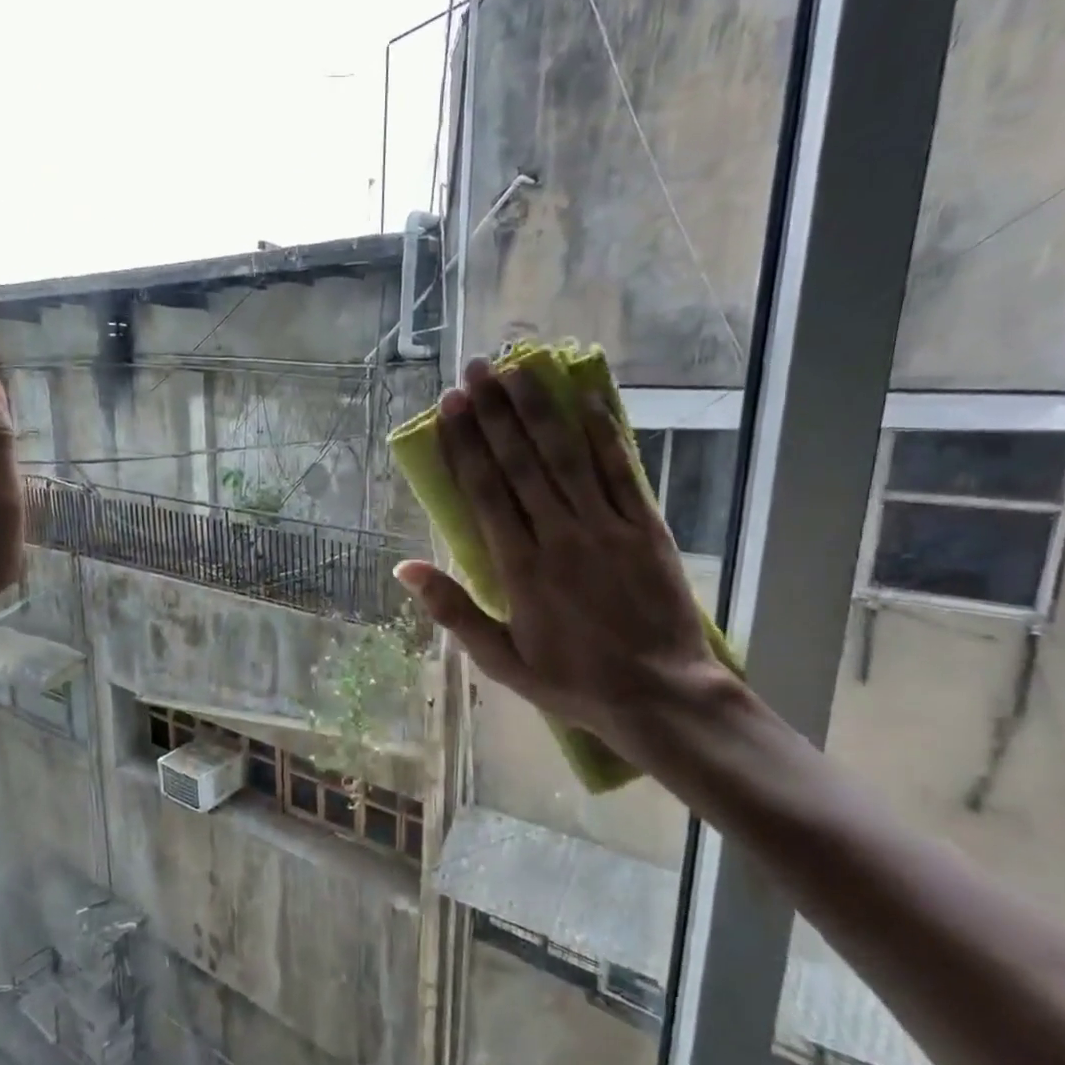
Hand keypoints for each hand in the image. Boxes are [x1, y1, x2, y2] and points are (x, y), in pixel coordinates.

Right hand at [394, 357, 739, 768]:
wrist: (661, 696)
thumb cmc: (573, 682)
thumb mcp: (501, 660)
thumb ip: (453, 611)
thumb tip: (404, 570)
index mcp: (521, 568)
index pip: (486, 492)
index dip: (466, 444)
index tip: (449, 407)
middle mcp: (560, 536)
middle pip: (522, 462)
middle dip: (495, 412)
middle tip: (475, 370)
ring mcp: (606, 527)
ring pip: (567, 456)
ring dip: (540, 409)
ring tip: (519, 368)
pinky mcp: (645, 527)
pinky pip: (620, 471)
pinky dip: (604, 434)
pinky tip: (587, 400)